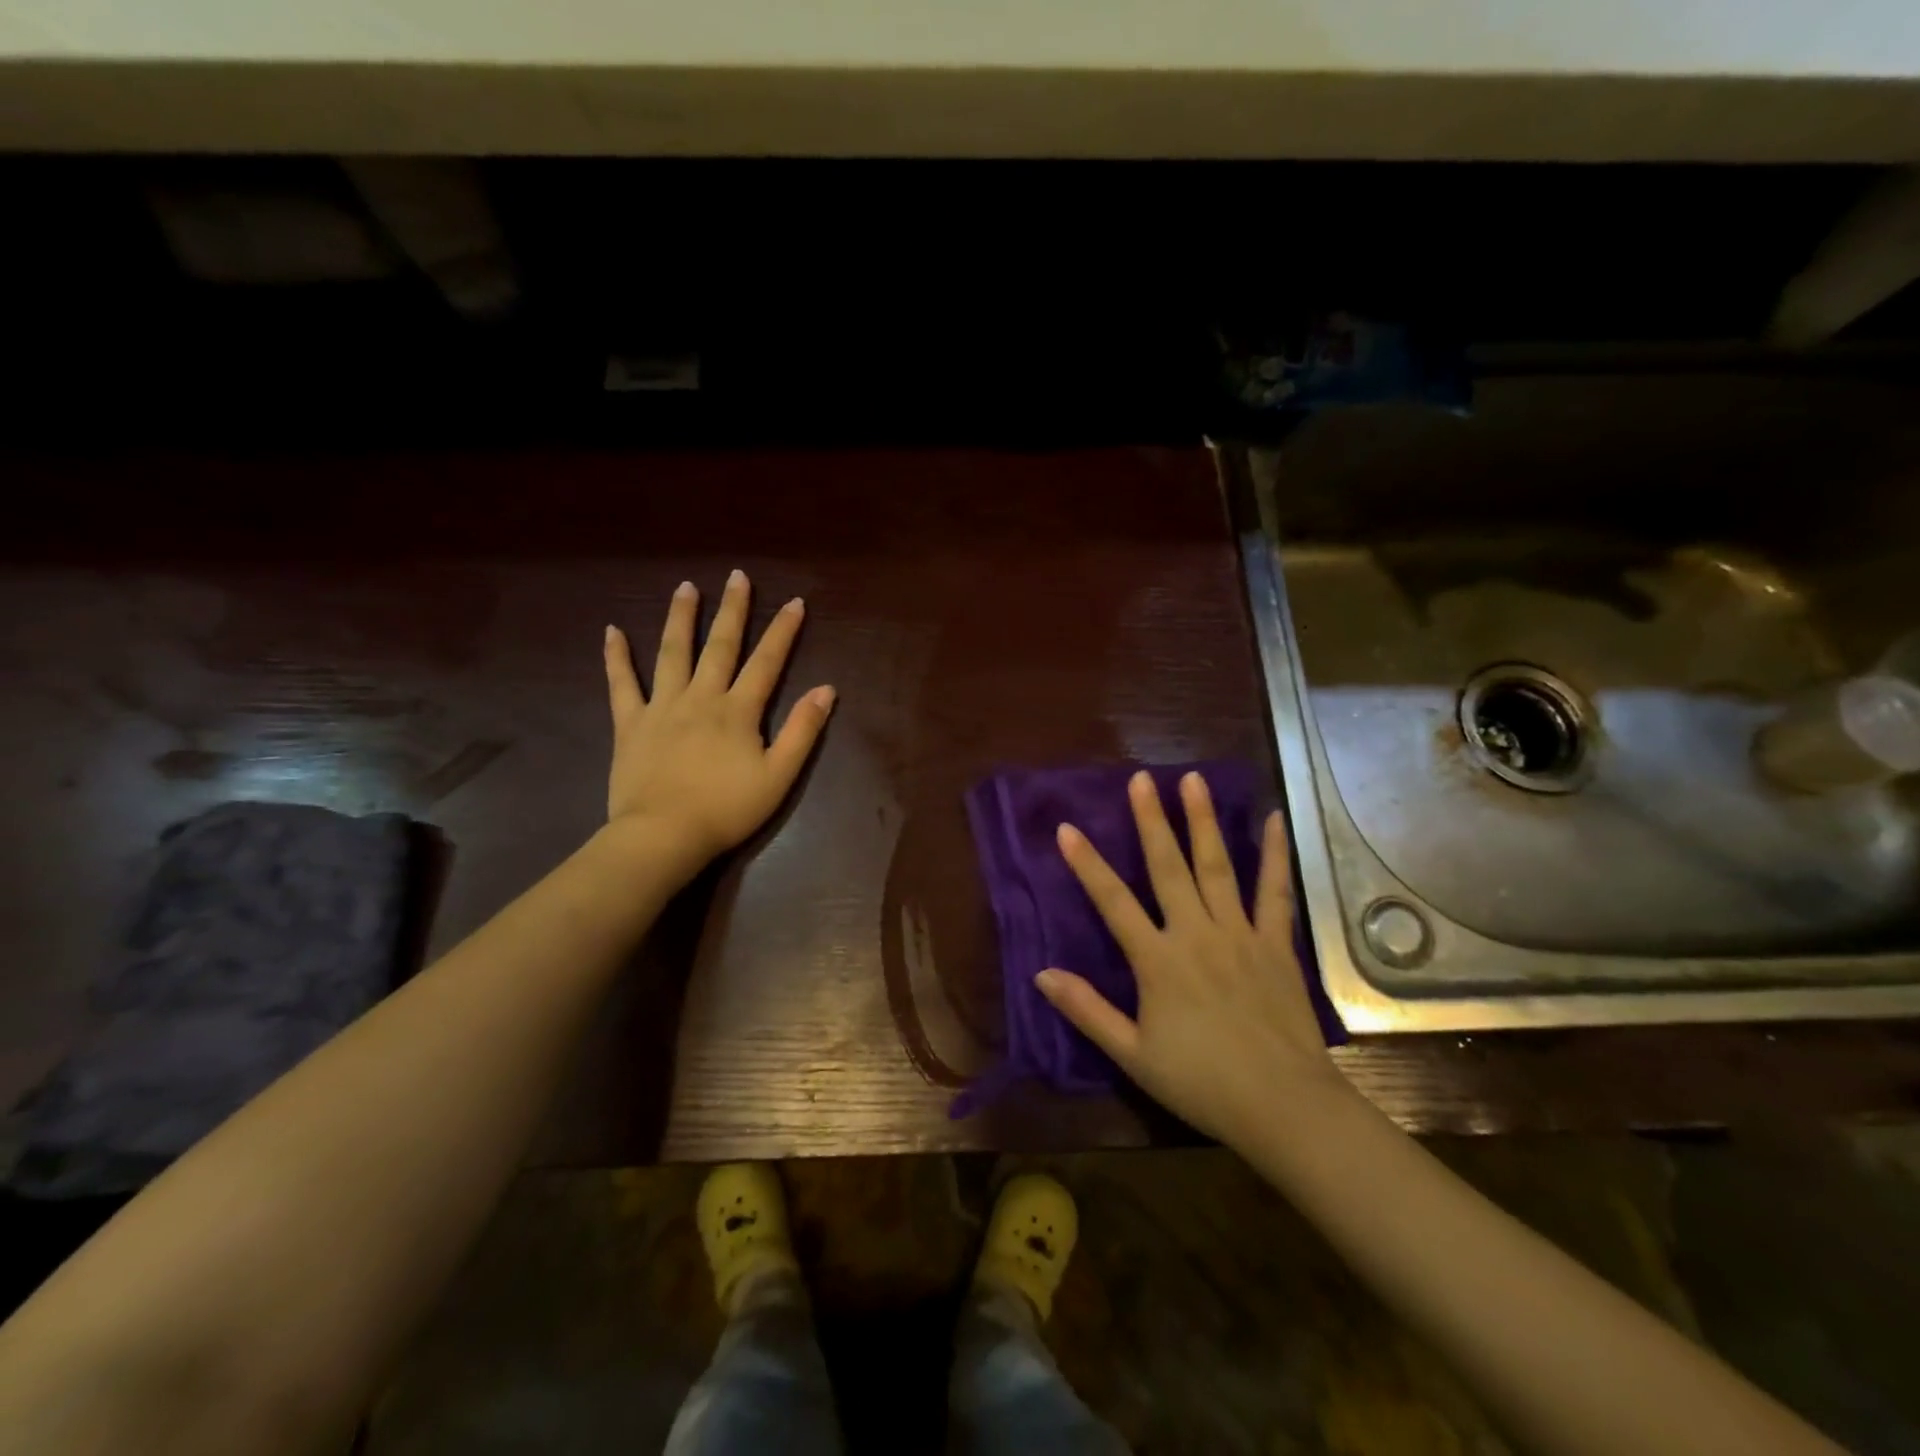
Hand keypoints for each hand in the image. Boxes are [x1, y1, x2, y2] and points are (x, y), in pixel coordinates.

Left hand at [602, 570, 834, 880]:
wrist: (664, 835)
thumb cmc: (727, 809)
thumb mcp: (779, 775)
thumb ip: (803, 730)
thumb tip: (825, 689)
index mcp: (738, 711)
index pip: (767, 662)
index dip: (783, 631)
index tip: (795, 602)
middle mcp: (701, 697)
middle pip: (720, 646)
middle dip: (732, 610)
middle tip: (737, 576)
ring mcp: (662, 707)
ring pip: (672, 653)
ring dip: (681, 618)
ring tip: (686, 587)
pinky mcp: (630, 724)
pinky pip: (621, 684)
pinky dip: (616, 657)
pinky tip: (612, 631)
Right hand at [1037, 770, 1348, 1145]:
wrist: (1283, 1107)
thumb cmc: (1201, 1083)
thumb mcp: (1133, 1054)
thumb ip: (1087, 1010)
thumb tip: (1041, 973)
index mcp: (1158, 961)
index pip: (1113, 902)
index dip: (1087, 864)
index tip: (1067, 828)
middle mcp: (1196, 934)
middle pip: (1168, 868)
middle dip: (1150, 821)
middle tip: (1140, 779)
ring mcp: (1240, 934)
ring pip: (1217, 867)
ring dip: (1202, 821)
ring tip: (1193, 780)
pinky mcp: (1276, 944)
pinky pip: (1274, 892)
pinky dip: (1274, 855)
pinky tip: (1272, 820)